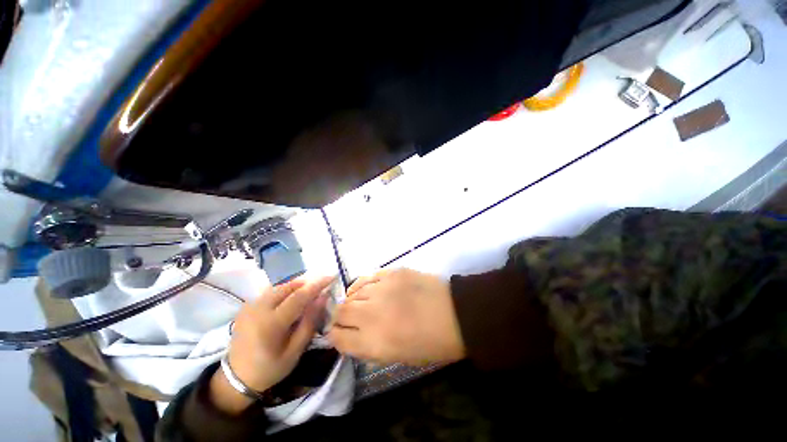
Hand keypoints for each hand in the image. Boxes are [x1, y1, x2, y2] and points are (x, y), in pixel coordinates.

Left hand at [210, 277, 332, 413]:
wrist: (236, 378)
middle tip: (322, 283)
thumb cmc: (270, 368)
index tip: (331, 276)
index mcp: (271, 324)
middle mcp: (259, 309)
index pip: (299, 296)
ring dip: (297, 285)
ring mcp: (250, 306)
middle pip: (288, 286)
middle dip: (308, 282)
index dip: (317, 284)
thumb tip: (322, 298)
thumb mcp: (295, 351)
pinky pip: (270, 291)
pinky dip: (285, 289)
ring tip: (310, 289)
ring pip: (279, 286)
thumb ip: (309, 323)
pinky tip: (292, 296)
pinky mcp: (247, 306)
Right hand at [328, 269, 464, 365]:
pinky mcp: (392, 272)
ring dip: (350, 301)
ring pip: (351, 293)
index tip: (337, 333)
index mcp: (374, 343)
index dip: (334, 336)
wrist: (457, 314)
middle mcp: (372, 315)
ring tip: (357, 303)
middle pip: (341, 312)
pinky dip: (362, 285)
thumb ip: (369, 347)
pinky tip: (366, 289)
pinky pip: (367, 278)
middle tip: (345, 318)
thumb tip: (351, 336)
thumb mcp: (397, 356)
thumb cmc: (432, 344)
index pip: (338, 338)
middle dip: (338, 317)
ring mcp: (382, 289)